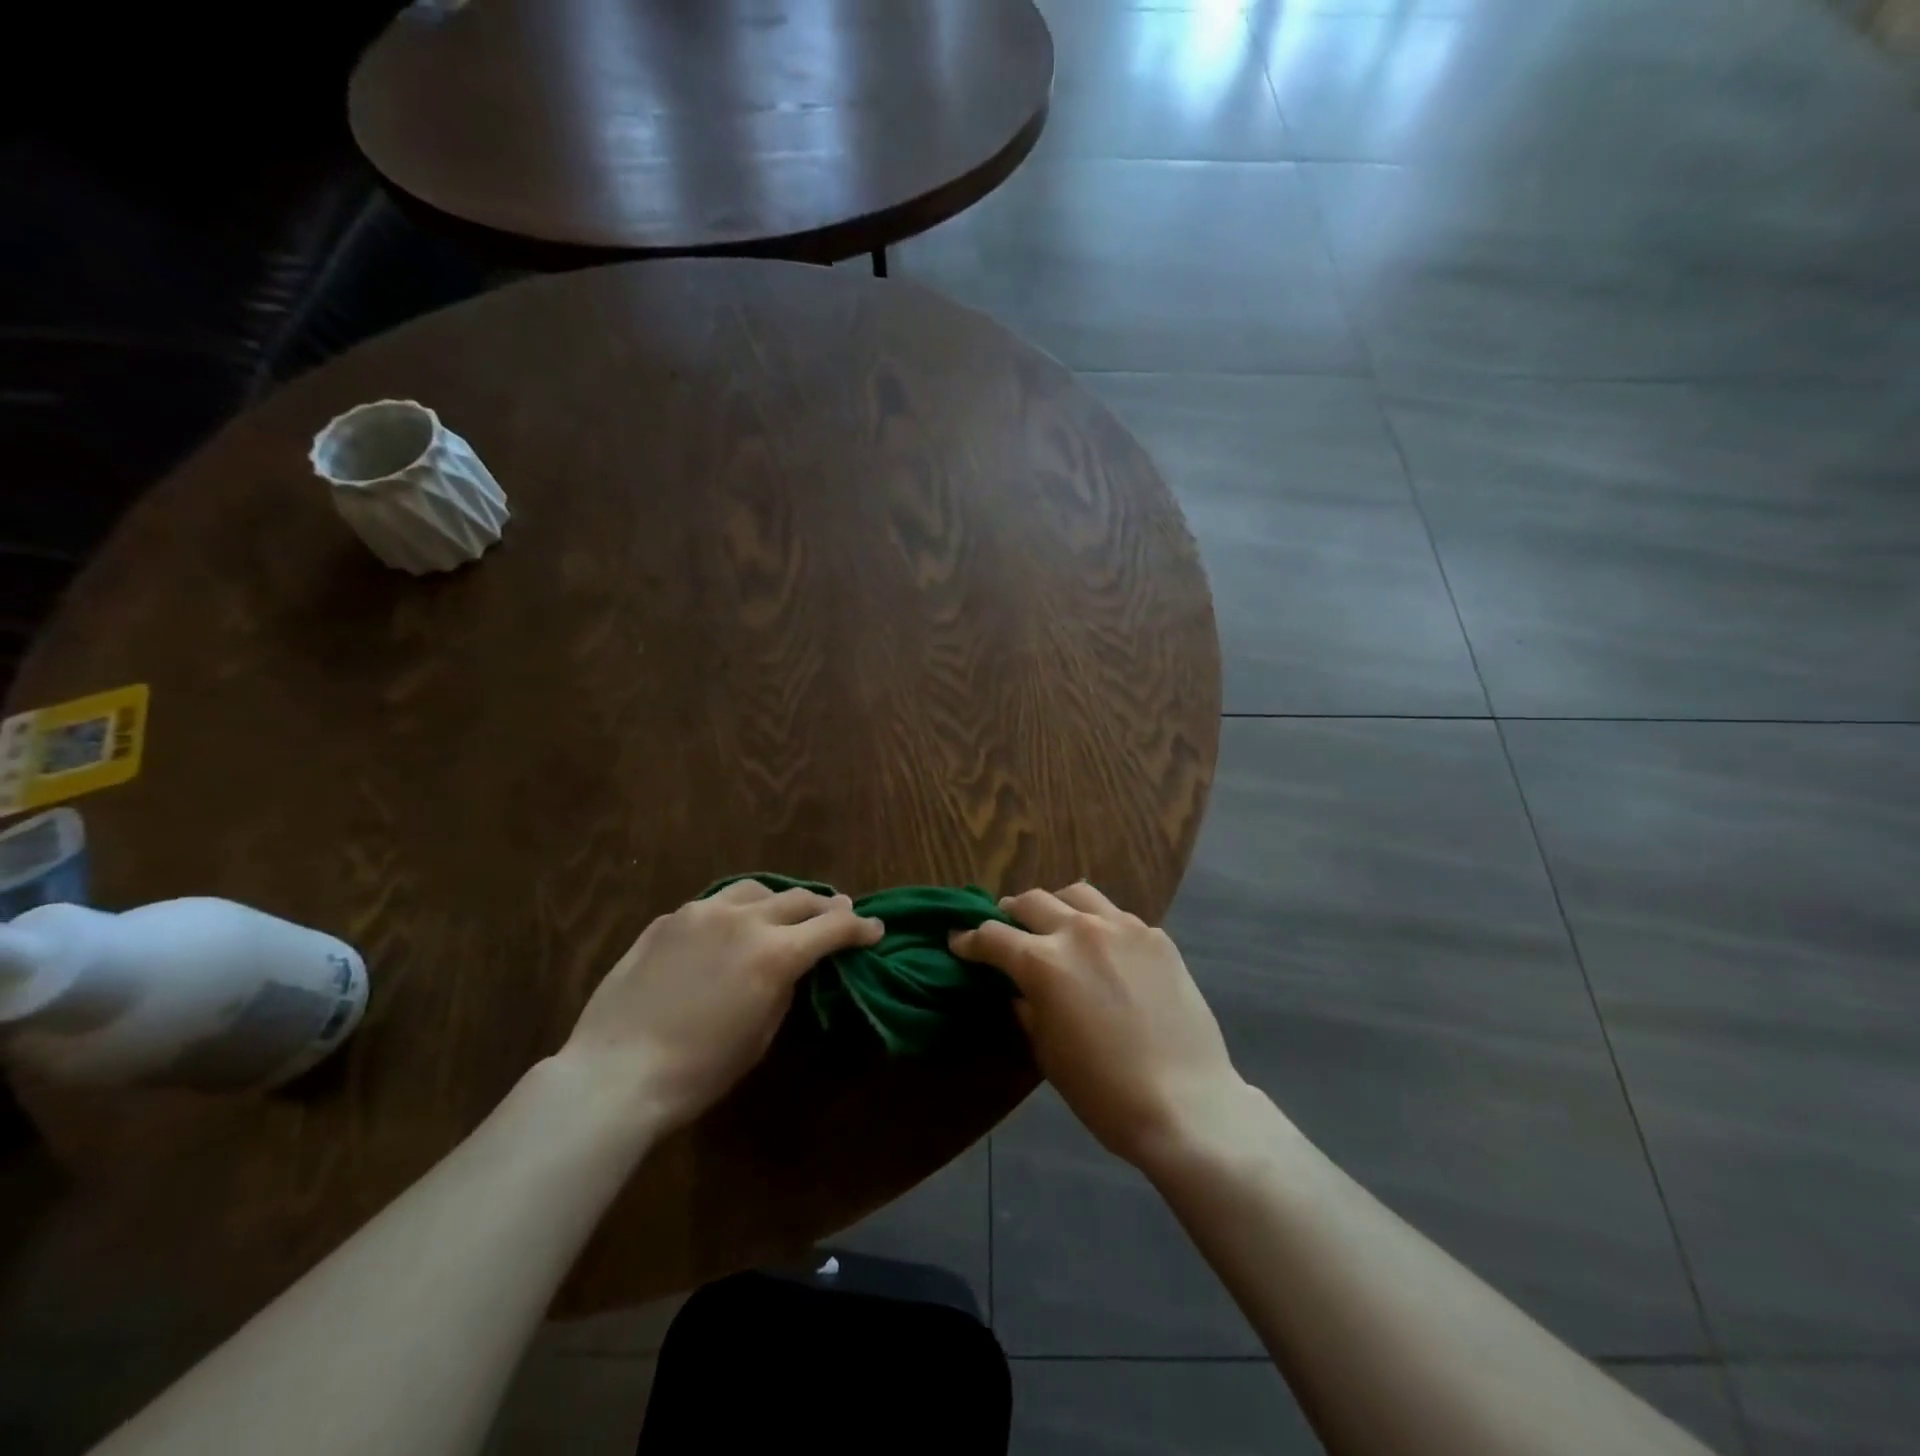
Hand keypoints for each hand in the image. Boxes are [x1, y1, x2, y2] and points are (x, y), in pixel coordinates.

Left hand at [558, 880, 882, 1133]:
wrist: (614, 1073)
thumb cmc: (698, 1072)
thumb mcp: (760, 1036)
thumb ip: (784, 988)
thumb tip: (792, 966)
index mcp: (774, 953)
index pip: (832, 928)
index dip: (860, 928)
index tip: (875, 929)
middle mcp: (742, 920)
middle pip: (799, 899)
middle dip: (826, 907)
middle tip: (840, 912)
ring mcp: (700, 913)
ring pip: (754, 890)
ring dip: (779, 900)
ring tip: (785, 911)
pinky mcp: (667, 920)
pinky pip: (713, 906)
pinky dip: (734, 913)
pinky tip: (729, 930)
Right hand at [951, 883, 1252, 1170]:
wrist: (1186, 1103)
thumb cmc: (1103, 1091)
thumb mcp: (1048, 1053)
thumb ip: (1028, 1009)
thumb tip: (1020, 990)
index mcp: (1043, 962)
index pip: (992, 936)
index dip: (969, 939)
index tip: (959, 941)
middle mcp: (1079, 931)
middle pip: (1030, 901)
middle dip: (1009, 914)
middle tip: (1006, 929)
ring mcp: (1122, 927)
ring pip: (1076, 893)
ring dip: (1055, 906)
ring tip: (1055, 925)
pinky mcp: (1156, 936)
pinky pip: (1116, 916)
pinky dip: (1099, 924)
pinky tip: (1104, 950)